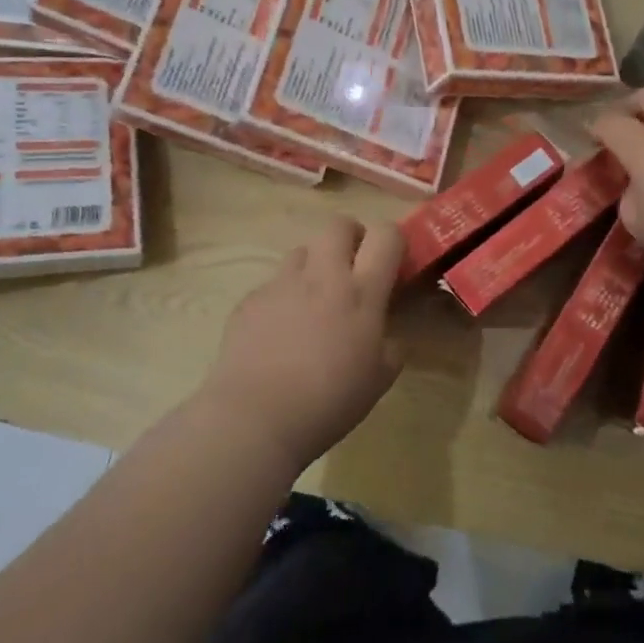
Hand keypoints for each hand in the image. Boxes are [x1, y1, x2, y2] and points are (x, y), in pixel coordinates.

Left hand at [199, 216, 404, 470]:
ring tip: (314, 299)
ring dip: (315, 264)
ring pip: (302, 250)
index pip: (386, 235)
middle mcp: (322, 276)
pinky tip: (280, 331)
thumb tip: (389, 333)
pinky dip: (284, 296)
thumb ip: (391, 345)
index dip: (393, 240)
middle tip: (353, 268)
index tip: (392, 263)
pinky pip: (273, 283)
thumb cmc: (329, 401)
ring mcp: (281, 284)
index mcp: (361, 292)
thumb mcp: (379, 379)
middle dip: (351, 237)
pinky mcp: (250, 299)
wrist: (256, 418)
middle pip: (338, 224)